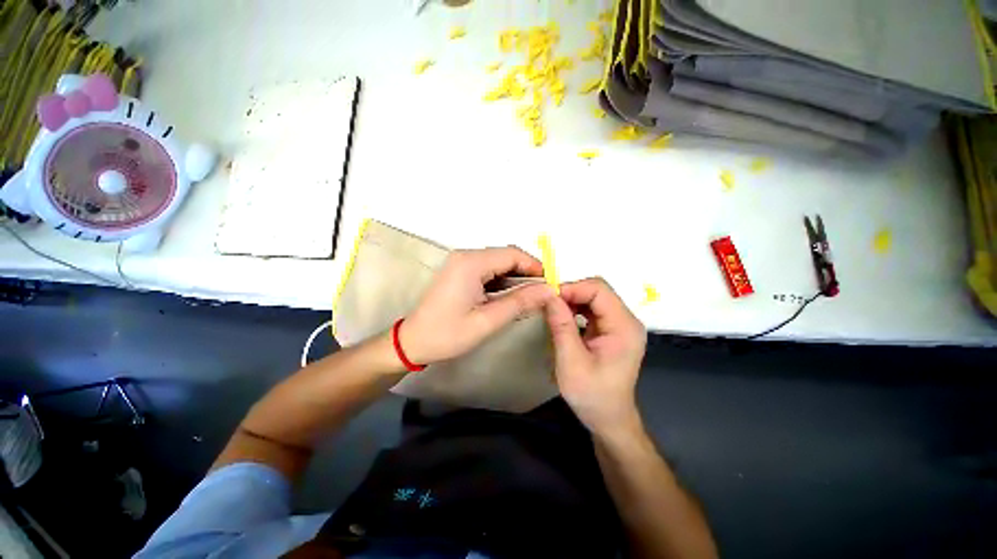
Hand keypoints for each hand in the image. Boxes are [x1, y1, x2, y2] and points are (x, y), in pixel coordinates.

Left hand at [400, 247, 554, 364]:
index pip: (512, 254)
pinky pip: (488, 269)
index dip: (535, 267)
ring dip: (515, 278)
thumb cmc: (447, 334)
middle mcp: (466, 255)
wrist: (413, 341)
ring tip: (527, 299)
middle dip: (526, 273)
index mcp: (471, 263)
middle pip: (506, 256)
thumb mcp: (488, 321)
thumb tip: (549, 290)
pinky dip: (502, 281)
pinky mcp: (460, 270)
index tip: (550, 285)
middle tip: (540, 295)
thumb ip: (520, 302)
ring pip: (499, 263)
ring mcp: (461, 262)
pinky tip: (508, 297)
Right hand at [543, 277, 646, 436]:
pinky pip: (593, 308)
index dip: (573, 288)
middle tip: (548, 304)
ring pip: (594, 297)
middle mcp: (627, 320)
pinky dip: (576, 308)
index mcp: (624, 327)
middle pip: (598, 291)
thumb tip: (549, 296)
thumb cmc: (592, 395)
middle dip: (571, 292)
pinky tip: (563, 317)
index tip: (549, 298)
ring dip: (572, 299)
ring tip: (553, 310)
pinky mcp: (612, 329)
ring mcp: (620, 324)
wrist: (609, 418)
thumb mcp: (571, 362)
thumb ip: (561, 326)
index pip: (599, 290)